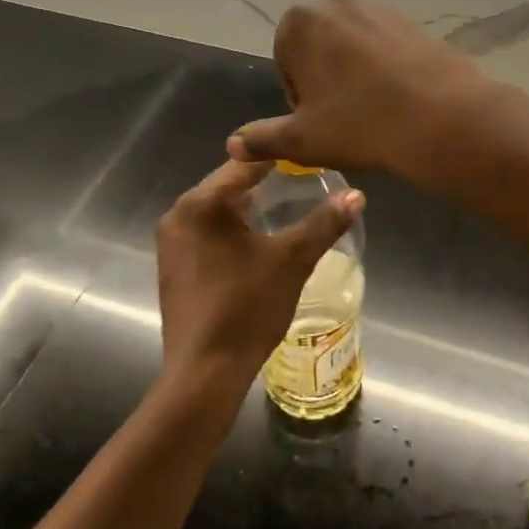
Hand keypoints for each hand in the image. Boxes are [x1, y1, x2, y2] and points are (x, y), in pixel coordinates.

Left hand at [154, 158, 363, 398]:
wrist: (204, 374)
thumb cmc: (246, 308)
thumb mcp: (292, 261)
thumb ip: (323, 224)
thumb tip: (357, 195)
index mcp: (199, 204)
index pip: (244, 164)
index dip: (279, 158)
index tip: (309, 155)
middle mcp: (177, 216)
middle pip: (228, 186)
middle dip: (265, 183)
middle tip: (305, 181)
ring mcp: (171, 244)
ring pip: (218, 211)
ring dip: (249, 208)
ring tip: (288, 208)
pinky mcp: (174, 268)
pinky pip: (208, 234)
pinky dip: (233, 231)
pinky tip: (259, 243)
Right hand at [226, 0, 500, 185]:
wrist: (442, 118)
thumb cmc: (360, 125)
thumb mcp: (303, 140)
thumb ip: (262, 138)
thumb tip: (232, 144)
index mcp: (301, 22)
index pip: (285, 59)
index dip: (298, 95)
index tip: (318, 120)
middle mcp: (337, 2)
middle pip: (319, 46)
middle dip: (325, 77)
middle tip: (344, 116)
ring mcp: (380, 7)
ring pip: (353, 45)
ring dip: (355, 72)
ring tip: (373, 109)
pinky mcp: (414, 20)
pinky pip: (386, 45)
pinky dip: (385, 67)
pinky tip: (398, 98)